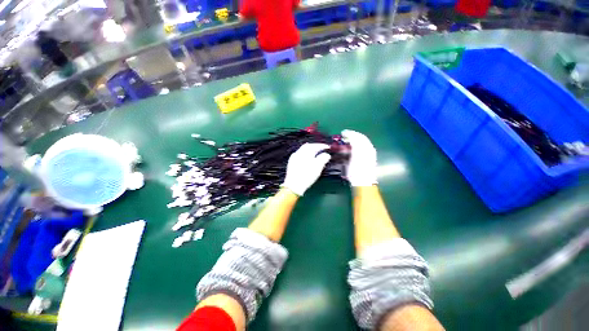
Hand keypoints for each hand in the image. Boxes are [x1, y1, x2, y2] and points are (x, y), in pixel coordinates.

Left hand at [282, 143, 330, 195]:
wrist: (293, 185)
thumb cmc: (307, 175)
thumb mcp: (318, 167)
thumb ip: (323, 158)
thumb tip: (326, 154)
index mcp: (305, 152)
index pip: (315, 145)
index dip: (322, 146)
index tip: (328, 147)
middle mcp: (299, 152)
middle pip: (308, 146)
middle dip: (315, 147)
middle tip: (322, 149)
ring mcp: (294, 157)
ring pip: (303, 150)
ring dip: (310, 150)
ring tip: (316, 153)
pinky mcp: (291, 163)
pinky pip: (299, 155)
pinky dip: (305, 155)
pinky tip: (307, 159)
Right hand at [342, 130, 377, 186]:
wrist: (364, 182)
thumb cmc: (355, 172)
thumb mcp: (348, 161)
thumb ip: (348, 151)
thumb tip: (345, 144)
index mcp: (362, 149)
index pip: (356, 137)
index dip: (349, 133)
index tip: (342, 133)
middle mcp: (368, 148)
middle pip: (361, 137)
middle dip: (353, 135)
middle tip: (345, 135)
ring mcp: (371, 152)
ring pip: (364, 141)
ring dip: (357, 138)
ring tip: (350, 139)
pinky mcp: (372, 155)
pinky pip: (367, 145)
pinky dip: (360, 143)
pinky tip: (356, 146)